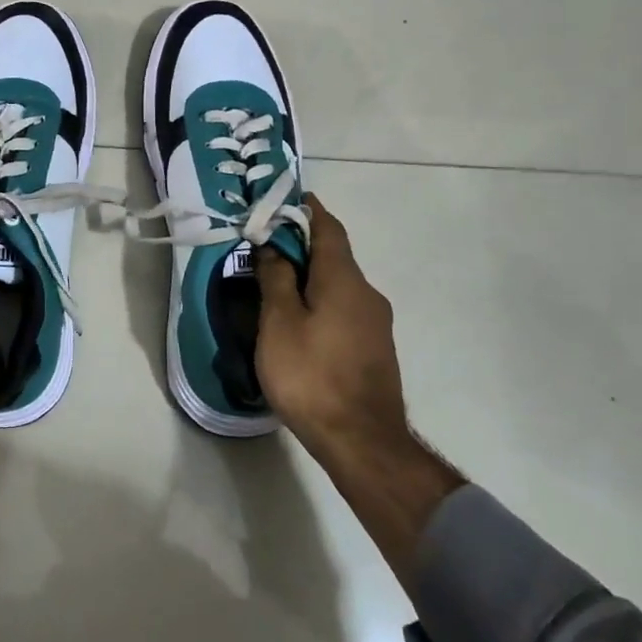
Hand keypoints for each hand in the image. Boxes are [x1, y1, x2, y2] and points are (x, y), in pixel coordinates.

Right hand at [257, 194, 463, 585]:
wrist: (363, 442)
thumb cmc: (312, 375)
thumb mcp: (279, 323)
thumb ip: (276, 279)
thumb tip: (274, 247)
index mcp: (344, 279)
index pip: (328, 227)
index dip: (307, 209)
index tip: (283, 199)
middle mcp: (367, 293)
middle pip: (334, 256)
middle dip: (302, 245)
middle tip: (265, 246)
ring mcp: (376, 323)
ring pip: (339, 285)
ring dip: (311, 276)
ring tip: (275, 285)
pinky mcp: (375, 348)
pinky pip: (345, 308)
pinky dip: (321, 301)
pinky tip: (299, 321)